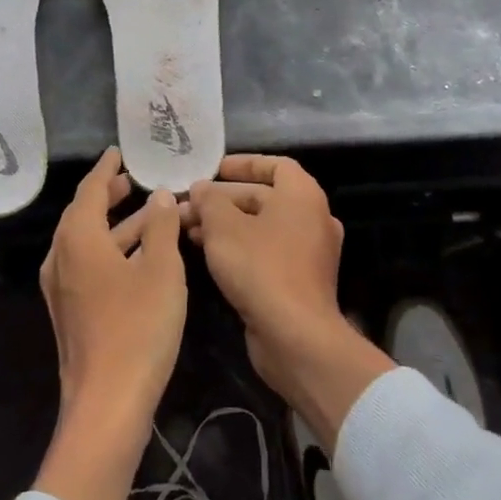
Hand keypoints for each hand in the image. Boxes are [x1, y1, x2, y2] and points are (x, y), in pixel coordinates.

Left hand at [34, 147, 185, 499]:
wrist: (107, 402)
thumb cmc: (138, 326)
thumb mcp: (161, 269)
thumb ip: (161, 227)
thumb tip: (161, 196)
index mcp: (77, 239)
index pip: (90, 190)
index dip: (106, 170)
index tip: (118, 152)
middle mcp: (61, 258)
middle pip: (84, 215)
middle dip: (109, 196)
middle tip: (133, 180)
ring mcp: (62, 288)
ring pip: (89, 242)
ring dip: (118, 226)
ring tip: (149, 212)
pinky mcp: (71, 312)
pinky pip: (90, 265)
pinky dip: (113, 251)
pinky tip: (139, 256)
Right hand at [186, 155, 391, 451]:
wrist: (295, 336)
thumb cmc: (260, 267)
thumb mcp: (223, 227)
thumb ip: (209, 201)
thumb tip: (201, 190)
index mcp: (302, 195)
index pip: (275, 165)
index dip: (243, 163)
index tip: (214, 169)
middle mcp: (312, 218)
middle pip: (264, 197)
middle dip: (223, 200)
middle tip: (188, 205)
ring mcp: (309, 252)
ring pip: (262, 227)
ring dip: (226, 225)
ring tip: (188, 229)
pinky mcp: (300, 280)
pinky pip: (267, 251)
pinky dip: (240, 247)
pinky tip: (208, 254)